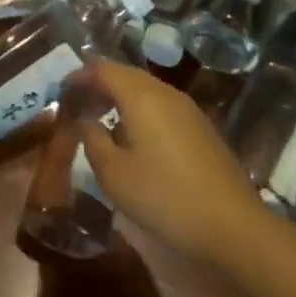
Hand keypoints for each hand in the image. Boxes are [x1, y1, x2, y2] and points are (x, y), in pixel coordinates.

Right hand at [79, 59, 267, 271]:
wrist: (235, 227)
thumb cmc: (166, 198)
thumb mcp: (114, 175)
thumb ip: (92, 140)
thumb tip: (86, 121)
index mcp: (141, 96)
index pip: (102, 69)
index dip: (78, 77)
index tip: (61, 94)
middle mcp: (165, 93)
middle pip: (125, 74)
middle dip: (98, 85)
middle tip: (78, 106)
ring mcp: (188, 109)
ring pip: (145, 90)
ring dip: (120, 98)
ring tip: (102, 121)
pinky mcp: (202, 128)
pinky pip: (162, 106)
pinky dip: (140, 111)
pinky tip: (135, 139)